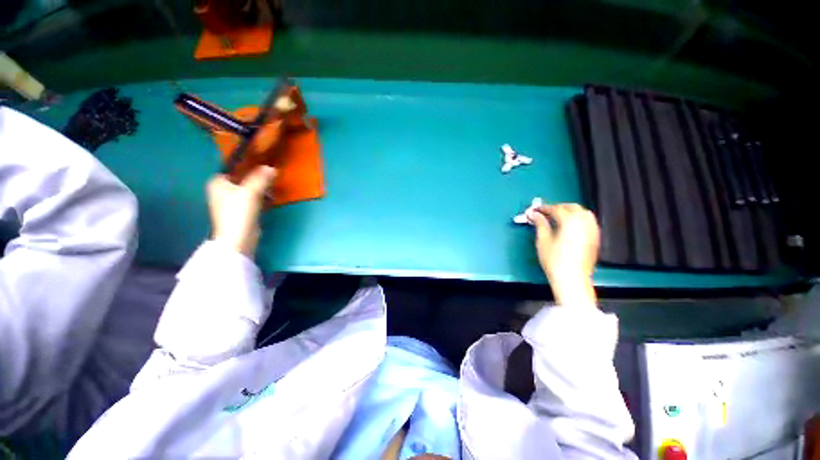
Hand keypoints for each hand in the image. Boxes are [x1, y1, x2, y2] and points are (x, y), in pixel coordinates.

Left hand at [207, 166, 276, 256]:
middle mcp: (221, 189)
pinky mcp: (240, 209)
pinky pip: (252, 196)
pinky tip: (270, 196)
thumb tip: (271, 167)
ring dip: (261, 186)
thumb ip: (261, 178)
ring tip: (273, 185)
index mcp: (218, 182)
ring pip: (249, 187)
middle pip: (243, 177)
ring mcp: (231, 200)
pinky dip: (261, 195)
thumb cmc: (239, 213)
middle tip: (272, 174)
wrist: (238, 239)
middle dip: (257, 176)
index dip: (249, 164)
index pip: (234, 167)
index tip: (264, 162)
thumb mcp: (250, 192)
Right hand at [526, 203, 599, 306]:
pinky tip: (571, 225)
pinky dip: (579, 218)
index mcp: (570, 221)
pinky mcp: (595, 238)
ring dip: (570, 210)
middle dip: (558, 207)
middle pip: (572, 207)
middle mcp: (584, 222)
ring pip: (583, 212)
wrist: (572, 278)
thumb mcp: (543, 240)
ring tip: (558, 217)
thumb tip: (534, 214)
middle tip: (545, 212)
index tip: (535, 210)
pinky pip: (589, 221)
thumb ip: (540, 224)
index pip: (556, 209)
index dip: (544, 208)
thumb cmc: (554, 260)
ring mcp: (592, 230)